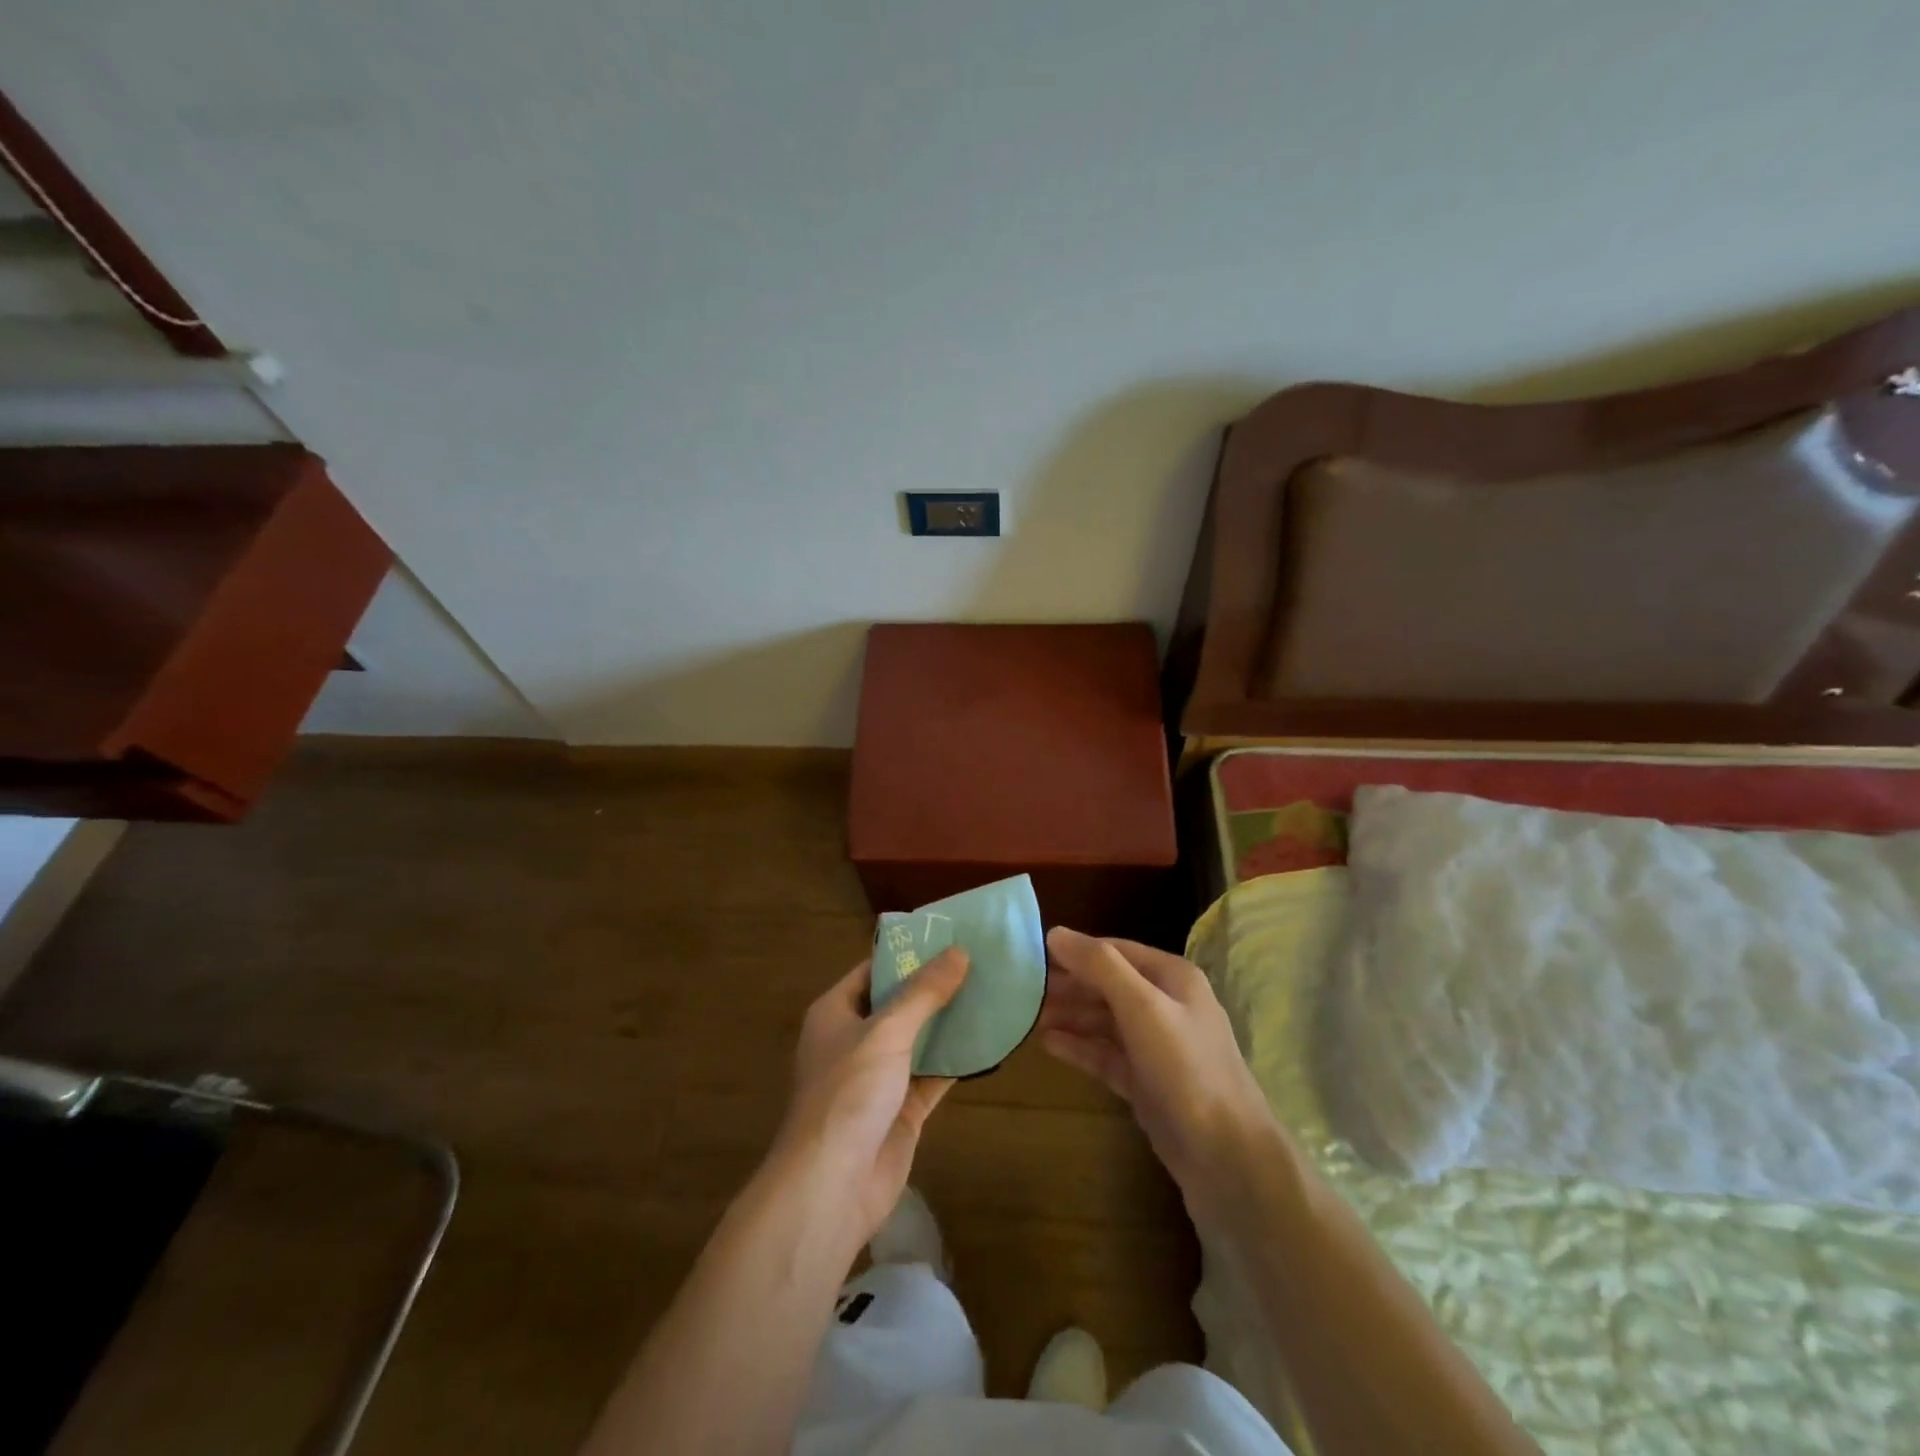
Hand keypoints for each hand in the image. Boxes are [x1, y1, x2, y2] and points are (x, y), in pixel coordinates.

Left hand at [771, 948, 969, 1254]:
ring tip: (992, 992)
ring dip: (950, 1022)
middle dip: (936, 987)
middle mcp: (855, 1039)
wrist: (831, 1186)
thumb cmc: (848, 1093)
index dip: (908, 953)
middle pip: (899, 1003)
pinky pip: (933, 1075)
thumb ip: (924, 993)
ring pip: (919, 1039)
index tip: (949, 936)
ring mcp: (879, 1077)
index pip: (874, 970)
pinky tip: (990, 1041)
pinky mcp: (901, 1109)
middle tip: (981, 962)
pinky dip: (957, 1060)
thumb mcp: (886, 1031)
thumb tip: (959, 951)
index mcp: (836, 1012)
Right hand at [1039, 927, 1278, 1214]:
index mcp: (1172, 978)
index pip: (1115, 951)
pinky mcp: (1146, 1082)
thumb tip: (1056, 933)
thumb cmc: (1186, 1069)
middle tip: (1022, 988)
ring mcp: (1156, 1046)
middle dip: (1068, 985)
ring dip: (1070, 1015)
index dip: (1075, 951)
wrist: (1227, 1158)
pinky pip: (1105, 1055)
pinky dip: (1079, 1047)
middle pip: (1108, 985)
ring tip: (1028, 1015)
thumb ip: (1100, 967)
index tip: (1031, 954)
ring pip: (1104, 1021)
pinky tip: (1048, 1044)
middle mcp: (1165, 1005)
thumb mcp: (1142, 1007)